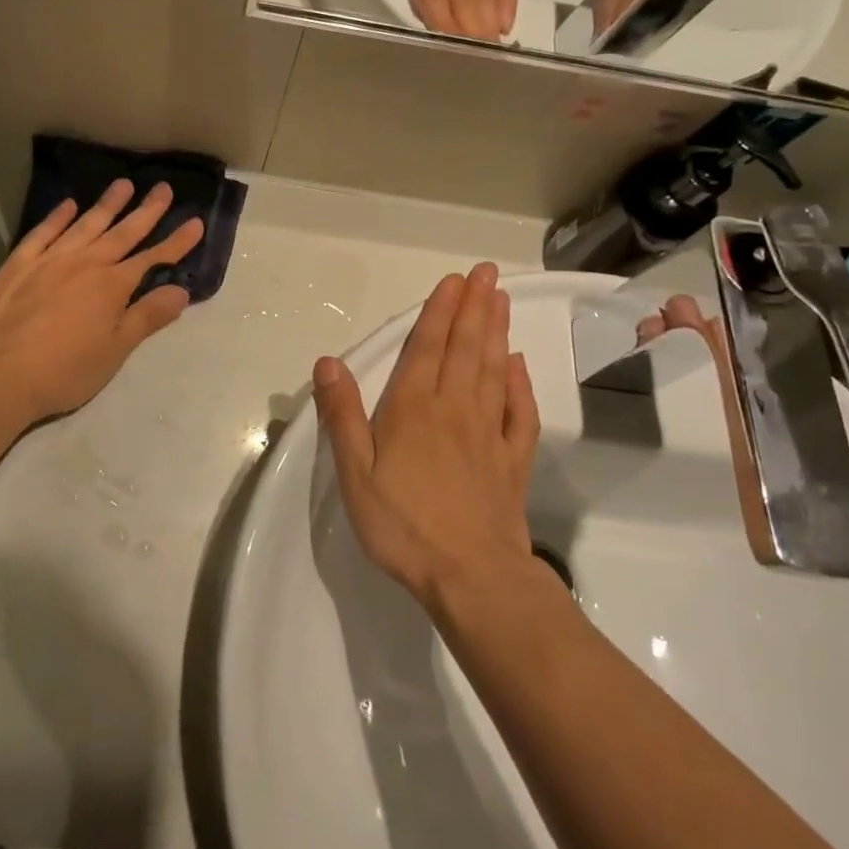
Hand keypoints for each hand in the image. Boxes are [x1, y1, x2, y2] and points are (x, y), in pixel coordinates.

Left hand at [0, 179, 203, 424]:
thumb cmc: (63, 371)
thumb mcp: (114, 351)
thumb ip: (146, 317)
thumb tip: (181, 291)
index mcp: (111, 286)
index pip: (152, 258)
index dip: (176, 242)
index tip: (195, 222)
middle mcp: (84, 263)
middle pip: (122, 232)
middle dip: (146, 211)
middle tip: (163, 188)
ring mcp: (49, 260)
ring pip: (85, 224)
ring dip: (107, 205)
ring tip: (123, 184)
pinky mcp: (19, 264)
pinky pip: (43, 232)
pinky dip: (58, 217)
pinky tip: (68, 205)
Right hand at [312, 263, 540, 607]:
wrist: (471, 576)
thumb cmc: (403, 525)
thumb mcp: (355, 474)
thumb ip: (342, 416)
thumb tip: (328, 362)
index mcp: (413, 408)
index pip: (428, 347)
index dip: (440, 310)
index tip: (455, 280)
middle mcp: (454, 409)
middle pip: (466, 348)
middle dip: (475, 307)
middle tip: (487, 273)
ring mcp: (488, 432)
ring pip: (494, 370)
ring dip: (497, 331)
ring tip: (502, 300)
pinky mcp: (512, 459)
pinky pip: (519, 412)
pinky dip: (521, 383)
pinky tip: (520, 365)